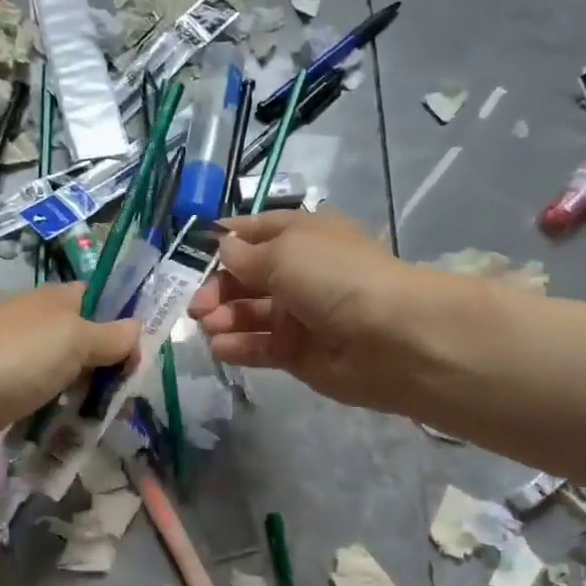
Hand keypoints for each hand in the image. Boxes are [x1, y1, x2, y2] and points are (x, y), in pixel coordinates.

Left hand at [0, 284, 137, 456]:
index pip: (97, 300)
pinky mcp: (2, 401)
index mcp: (54, 302)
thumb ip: (110, 336)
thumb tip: (136, 328)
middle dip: (107, 370)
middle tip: (124, 398)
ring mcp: (17, 366)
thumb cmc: (18, 359)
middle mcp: (36, 329)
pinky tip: (69, 438)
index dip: (123, 321)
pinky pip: (41, 408)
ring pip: (64, 380)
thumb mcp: (75, 338)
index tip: (142, 354)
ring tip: (101, 424)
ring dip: (82, 400)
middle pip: (84, 345)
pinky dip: (55, 420)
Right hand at [188, 210, 418, 411]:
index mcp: (302, 235)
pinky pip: (260, 347)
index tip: (193, 255)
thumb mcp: (284, 252)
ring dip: (223, 318)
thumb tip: (223, 249)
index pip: (254, 232)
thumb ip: (245, 255)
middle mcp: (300, 272)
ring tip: (209, 327)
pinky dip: (238, 346)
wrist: (393, 338)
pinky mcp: (298, 353)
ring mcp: (299, 315)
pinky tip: (220, 348)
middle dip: (217, 288)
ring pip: (248, 314)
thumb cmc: (335, 278)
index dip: (224, 241)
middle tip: (199, 307)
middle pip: (245, 277)